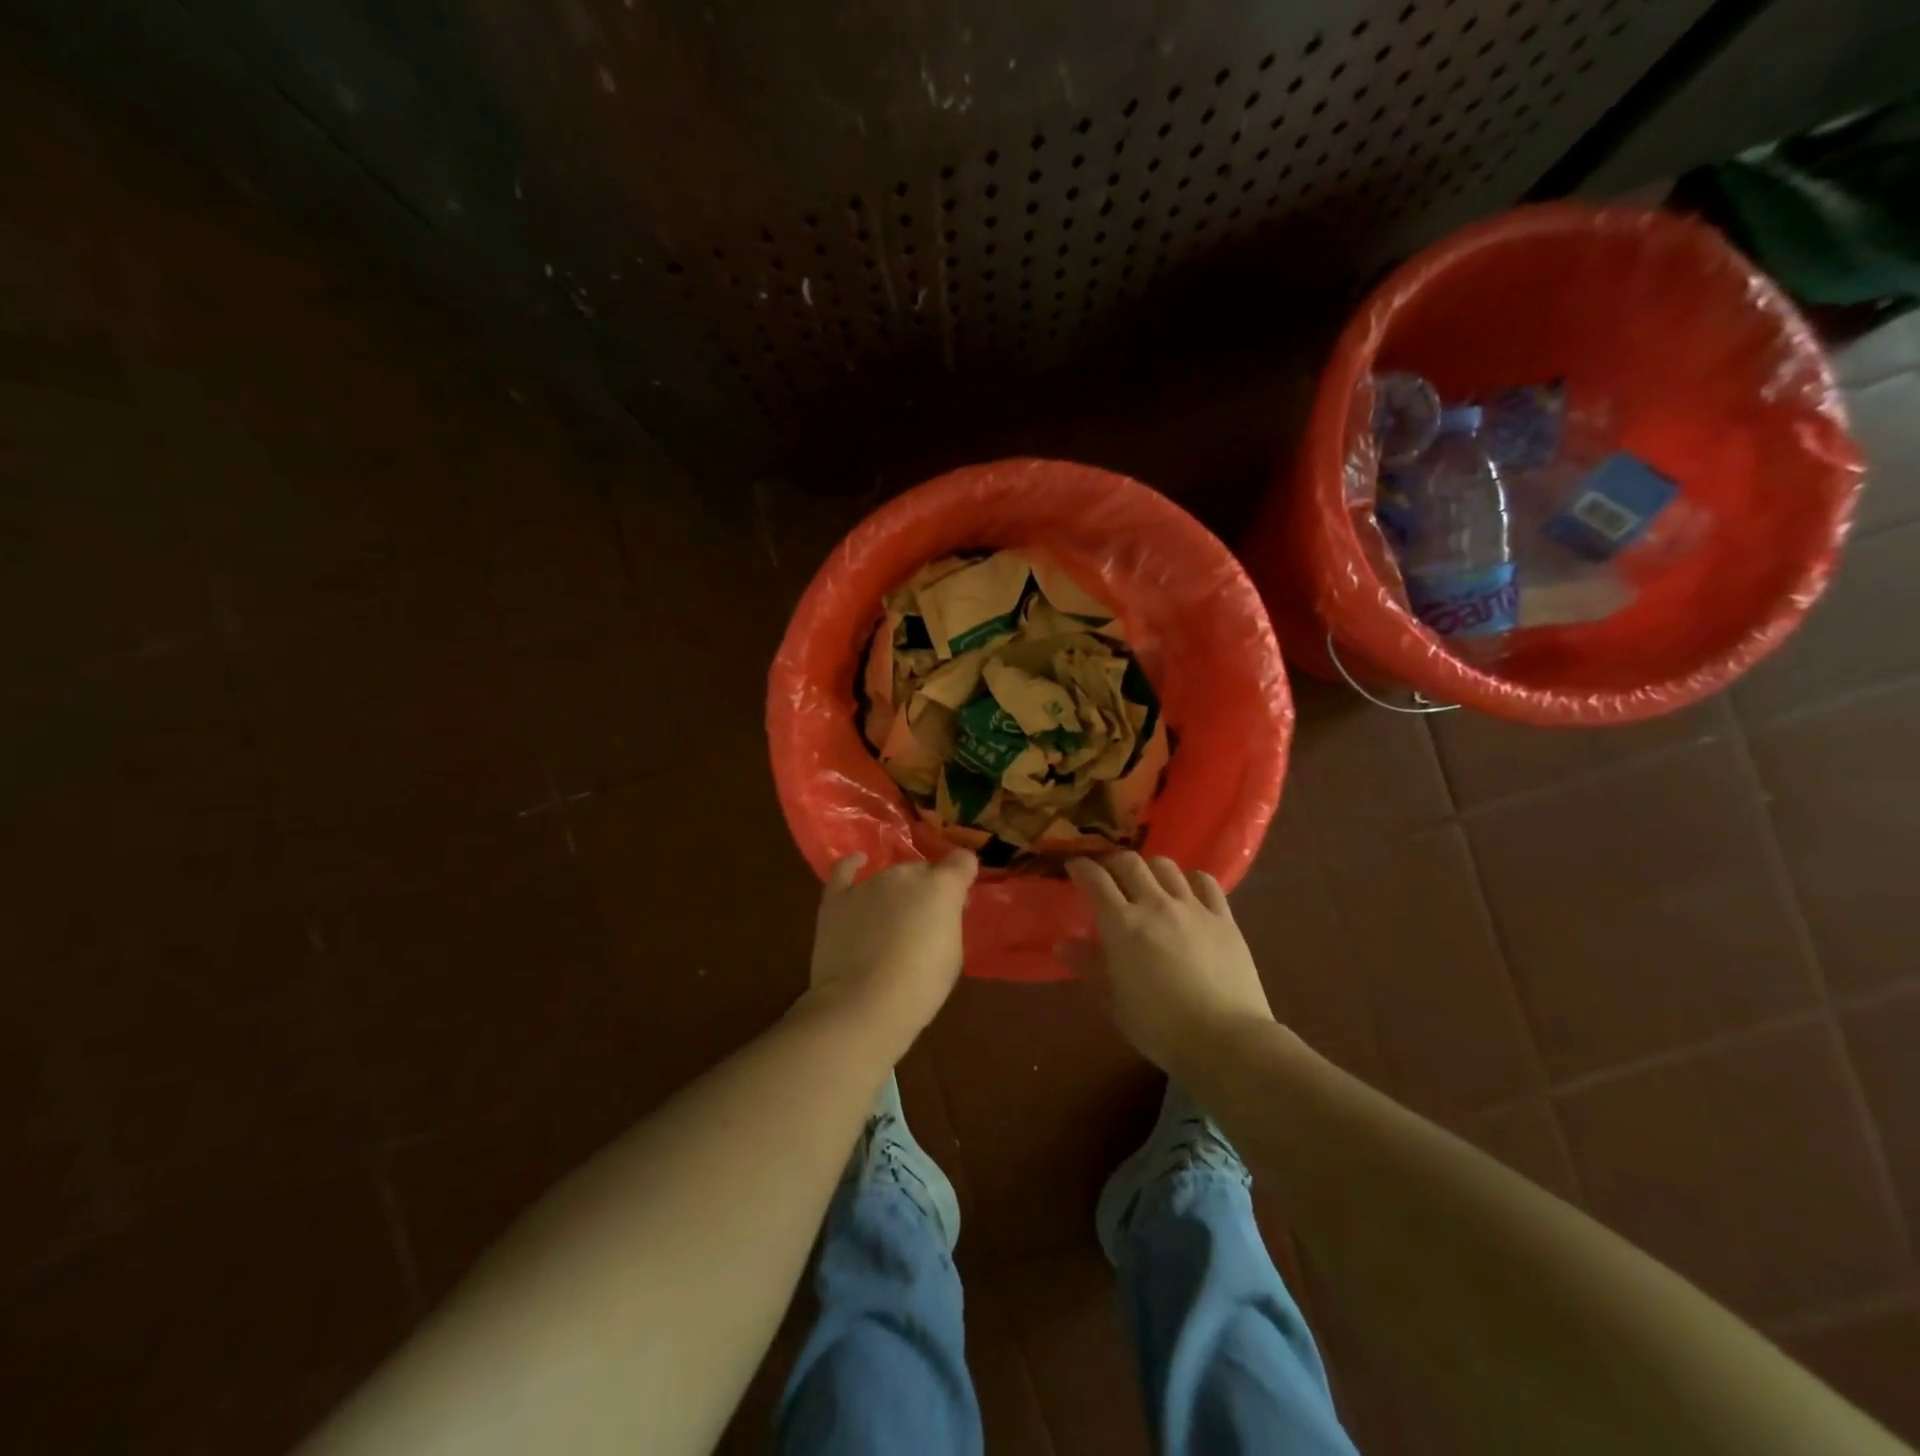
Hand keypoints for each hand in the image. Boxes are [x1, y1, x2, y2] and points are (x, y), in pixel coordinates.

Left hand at [806, 850, 977, 1056]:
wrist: (863, 1005)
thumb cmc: (920, 987)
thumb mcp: (952, 954)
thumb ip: (948, 921)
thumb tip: (940, 911)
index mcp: (941, 887)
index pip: (963, 861)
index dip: (963, 875)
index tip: (961, 895)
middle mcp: (905, 875)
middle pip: (922, 870)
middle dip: (926, 890)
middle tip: (923, 921)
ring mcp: (868, 884)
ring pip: (889, 876)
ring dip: (894, 892)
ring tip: (889, 921)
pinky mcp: (836, 899)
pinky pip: (844, 870)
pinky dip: (853, 866)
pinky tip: (858, 863)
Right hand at [1062, 852, 1274, 1076]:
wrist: (1226, 1040)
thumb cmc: (1160, 1027)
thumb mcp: (1115, 1001)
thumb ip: (1090, 966)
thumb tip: (1064, 944)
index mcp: (1122, 924)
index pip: (1095, 880)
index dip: (1081, 868)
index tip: (1074, 867)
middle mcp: (1155, 905)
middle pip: (1129, 862)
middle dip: (1112, 862)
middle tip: (1108, 875)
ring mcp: (1192, 908)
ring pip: (1166, 866)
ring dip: (1150, 868)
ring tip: (1147, 882)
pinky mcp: (1224, 918)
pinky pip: (1206, 882)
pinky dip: (1190, 879)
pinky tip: (1187, 891)